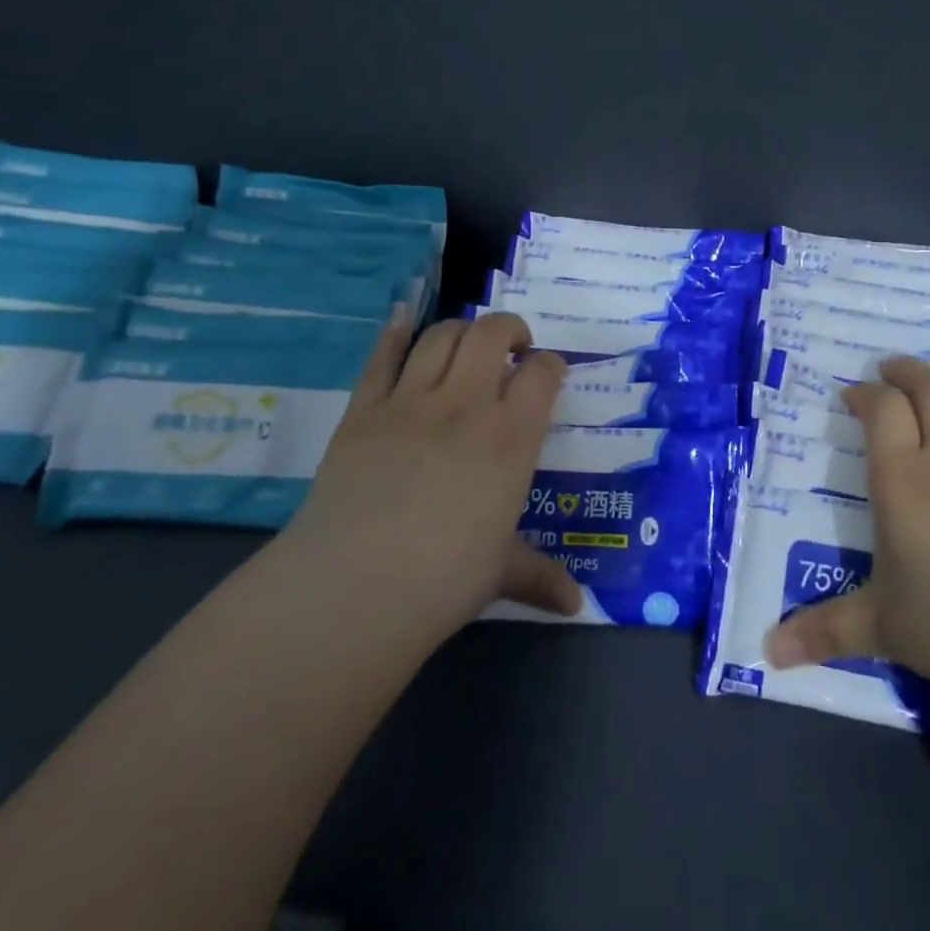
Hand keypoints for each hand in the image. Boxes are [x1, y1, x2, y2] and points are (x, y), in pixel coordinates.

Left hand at [286, 310, 582, 638]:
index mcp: (511, 438)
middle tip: (512, 348)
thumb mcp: (501, 572)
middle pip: (492, 334)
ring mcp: (410, 402)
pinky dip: (394, 333)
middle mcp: (466, 405)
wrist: (354, 587)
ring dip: (460, 331)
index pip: (542, 373)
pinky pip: (381, 357)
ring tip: (465, 346)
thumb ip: (540, 576)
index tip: (549, 374)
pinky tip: (402, 323)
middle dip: (509, 330)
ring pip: (441, 336)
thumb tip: (575, 606)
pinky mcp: (363, 410)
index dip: (550, 365)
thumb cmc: (444, 579)